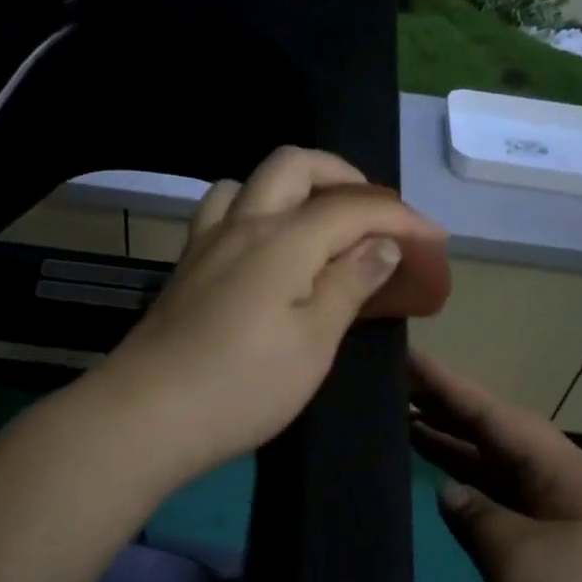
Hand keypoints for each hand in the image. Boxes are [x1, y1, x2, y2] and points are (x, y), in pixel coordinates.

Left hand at [92, 147, 447, 484]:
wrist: (147, 415)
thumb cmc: (243, 386)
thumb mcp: (313, 343)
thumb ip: (349, 285)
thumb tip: (382, 244)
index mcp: (282, 239)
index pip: (352, 207)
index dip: (400, 218)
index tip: (434, 240)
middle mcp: (241, 224)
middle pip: (294, 165)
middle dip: (342, 177)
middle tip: (372, 216)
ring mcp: (204, 243)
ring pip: (249, 182)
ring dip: (291, 188)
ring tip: (316, 226)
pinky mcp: (183, 269)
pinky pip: (221, 213)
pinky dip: (254, 212)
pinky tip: (263, 252)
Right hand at [408, 350, 581, 581]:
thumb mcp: (520, 560)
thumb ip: (478, 516)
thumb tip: (452, 494)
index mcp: (567, 475)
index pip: (497, 416)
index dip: (450, 387)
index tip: (408, 357)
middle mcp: (566, 490)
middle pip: (500, 439)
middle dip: (450, 412)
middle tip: (396, 389)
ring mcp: (564, 526)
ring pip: (501, 474)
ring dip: (458, 452)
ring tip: (406, 427)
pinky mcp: (557, 561)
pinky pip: (505, 510)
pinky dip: (473, 496)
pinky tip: (444, 490)